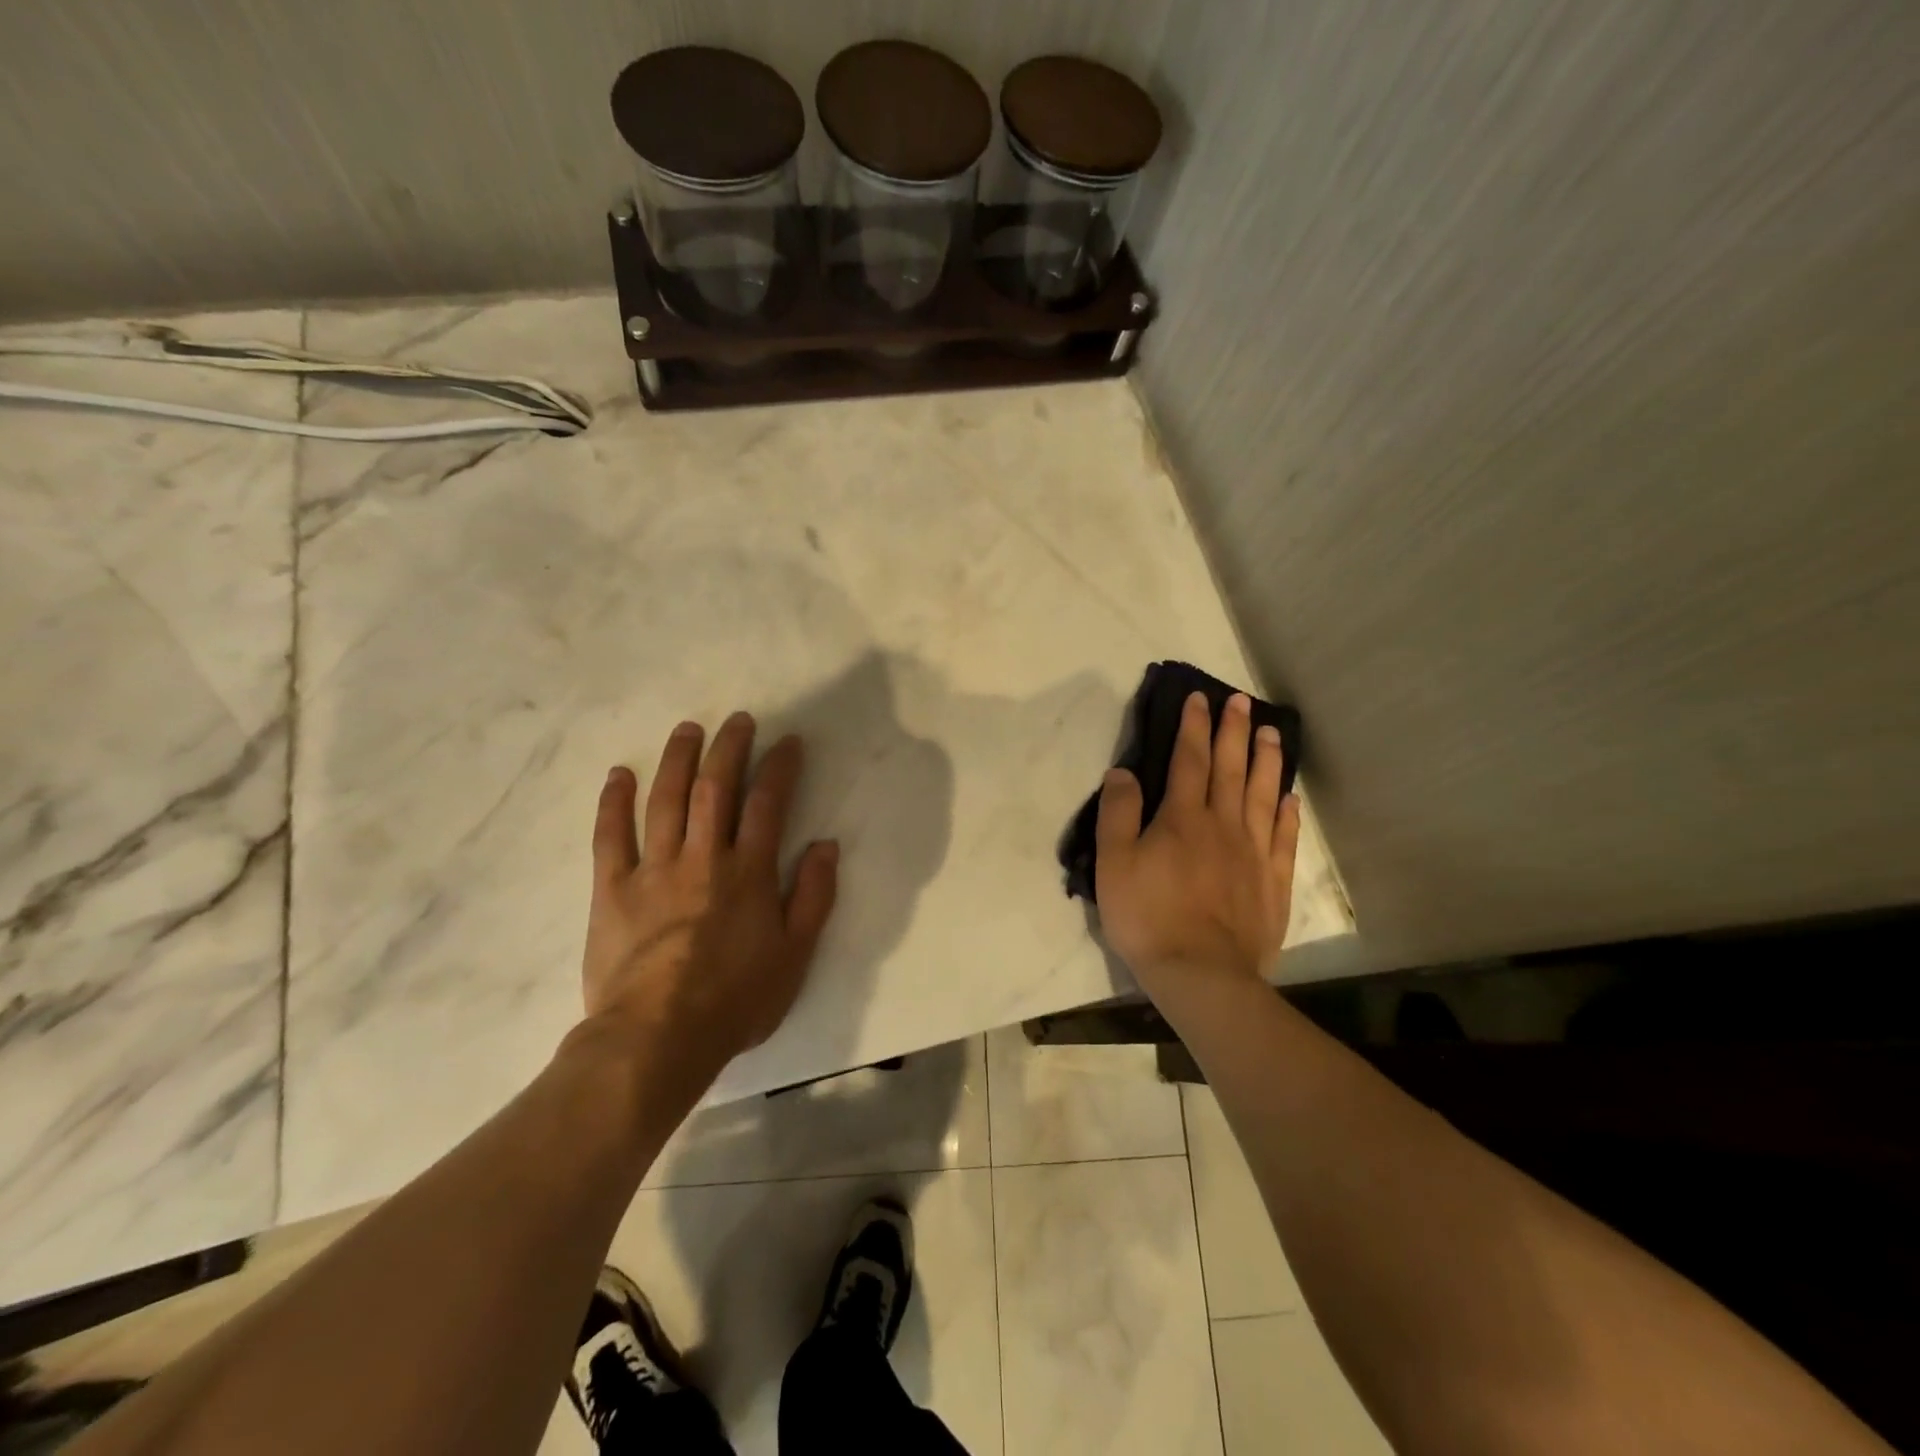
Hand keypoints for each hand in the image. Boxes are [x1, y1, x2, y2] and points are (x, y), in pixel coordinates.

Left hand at [580, 712, 838, 1085]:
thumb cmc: (735, 1000)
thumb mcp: (795, 955)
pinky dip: (614, 802)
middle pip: (716, 789)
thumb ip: (814, 897)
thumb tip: (826, 844)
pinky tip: (620, 775)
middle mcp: (703, 858)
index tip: (787, 741)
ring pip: (665, 800)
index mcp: (749, 873)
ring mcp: (653, 870)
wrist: (656, 1039)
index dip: (780, 767)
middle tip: (737, 720)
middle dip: (729, 748)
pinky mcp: (611, 889)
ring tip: (687, 729)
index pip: (769, 804)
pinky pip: (610, 836)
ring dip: (677, 759)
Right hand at [1094, 691, 1300, 1001]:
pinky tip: (1289, 796)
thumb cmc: (1148, 916)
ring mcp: (1253, 852)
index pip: (1189, 760)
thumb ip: (1118, 814)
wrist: (1201, 973)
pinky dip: (1286, 812)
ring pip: (1262, 794)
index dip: (1194, 727)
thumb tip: (1123, 772)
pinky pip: (1283, 836)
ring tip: (1271, 732)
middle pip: (1230, 768)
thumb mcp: (1114, 864)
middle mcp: (1222, 824)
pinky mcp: (1273, 881)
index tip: (1200, 698)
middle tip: (1242, 701)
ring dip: (1266, 760)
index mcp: (1182, 818)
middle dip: (1234, 731)